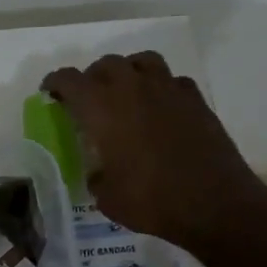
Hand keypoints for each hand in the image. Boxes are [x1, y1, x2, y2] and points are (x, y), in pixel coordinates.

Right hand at [41, 52, 266, 258]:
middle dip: (92, 77)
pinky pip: (173, 80)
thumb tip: (99, 172)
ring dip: (128, 71)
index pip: (69, 80)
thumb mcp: (107, 197)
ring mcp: (168, 90)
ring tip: (125, 92)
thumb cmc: (152, 201)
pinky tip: (160, 107)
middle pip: (106, 64)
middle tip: (88, 98)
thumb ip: (96, 177)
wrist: (216, 205)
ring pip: (142, 61)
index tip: (50, 92)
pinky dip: (161, 87)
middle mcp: (133, 89)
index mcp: (102, 108)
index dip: (55, 83)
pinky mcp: (196, 100)